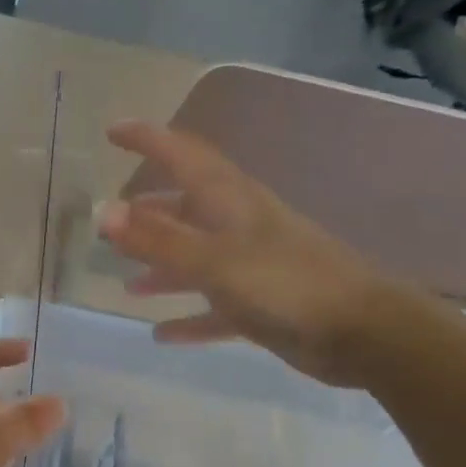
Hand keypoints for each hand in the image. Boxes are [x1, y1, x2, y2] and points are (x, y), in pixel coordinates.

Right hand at [97, 120, 407, 387]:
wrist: (362, 332)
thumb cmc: (285, 285)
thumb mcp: (213, 260)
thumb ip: (157, 239)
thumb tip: (103, 212)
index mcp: (230, 201)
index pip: (183, 154)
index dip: (149, 139)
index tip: (112, 132)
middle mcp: (239, 225)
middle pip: (187, 207)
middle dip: (149, 213)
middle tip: (112, 224)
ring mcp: (251, 265)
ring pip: (197, 259)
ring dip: (163, 267)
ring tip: (128, 284)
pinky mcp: (261, 304)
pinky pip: (214, 308)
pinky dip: (188, 317)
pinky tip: (161, 334)